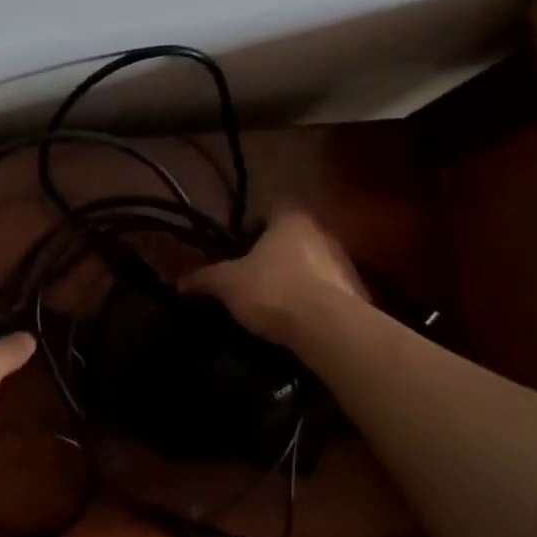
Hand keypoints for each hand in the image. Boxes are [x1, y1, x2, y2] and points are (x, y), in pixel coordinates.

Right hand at [184, 208, 365, 342]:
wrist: (327, 327)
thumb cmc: (272, 290)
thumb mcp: (227, 284)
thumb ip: (204, 278)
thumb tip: (179, 280)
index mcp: (291, 220)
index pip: (271, 209)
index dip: (253, 226)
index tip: (240, 247)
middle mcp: (322, 232)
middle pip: (293, 238)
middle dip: (275, 254)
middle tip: (253, 275)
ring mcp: (344, 262)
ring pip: (313, 263)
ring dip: (297, 277)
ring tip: (274, 301)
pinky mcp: (357, 293)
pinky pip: (328, 291)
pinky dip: (314, 300)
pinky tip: (298, 319)